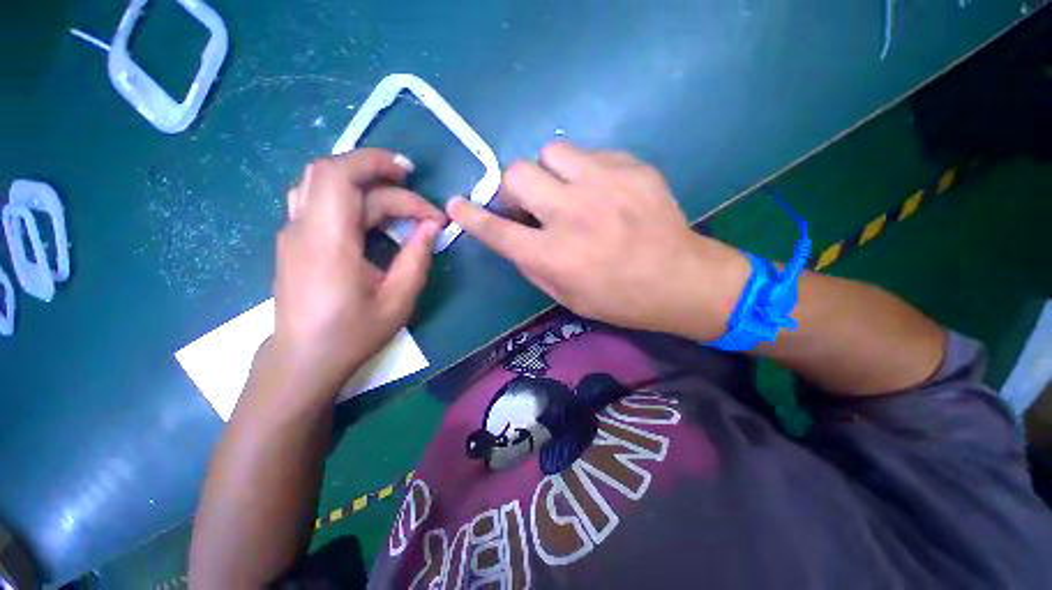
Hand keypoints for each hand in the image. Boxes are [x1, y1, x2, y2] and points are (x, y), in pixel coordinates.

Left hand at [272, 149, 444, 395]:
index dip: (385, 172)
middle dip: (374, 167)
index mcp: (328, 243)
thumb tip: (432, 226)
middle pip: (329, 170)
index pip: (343, 177)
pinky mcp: (294, 240)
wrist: (303, 358)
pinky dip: (347, 193)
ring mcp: (293, 232)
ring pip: (319, 181)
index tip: (423, 198)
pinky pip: (317, 199)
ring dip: (358, 177)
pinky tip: (370, 212)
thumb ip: (417, 259)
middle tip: (410, 180)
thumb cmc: (353, 334)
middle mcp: (302, 228)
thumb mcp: (398, 301)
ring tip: (392, 191)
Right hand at [447, 142, 750, 340]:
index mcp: (554, 255)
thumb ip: (531, 263)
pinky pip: (590, 154)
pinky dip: (585, 171)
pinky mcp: (632, 168)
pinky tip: (602, 191)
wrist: (680, 280)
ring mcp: (604, 185)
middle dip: (516, 189)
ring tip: (568, 191)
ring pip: (552, 151)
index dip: (472, 217)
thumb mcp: (565, 295)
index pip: (498, 231)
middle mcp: (572, 215)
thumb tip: (513, 236)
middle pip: (517, 174)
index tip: (456, 205)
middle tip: (532, 204)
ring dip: (550, 172)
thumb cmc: (618, 299)